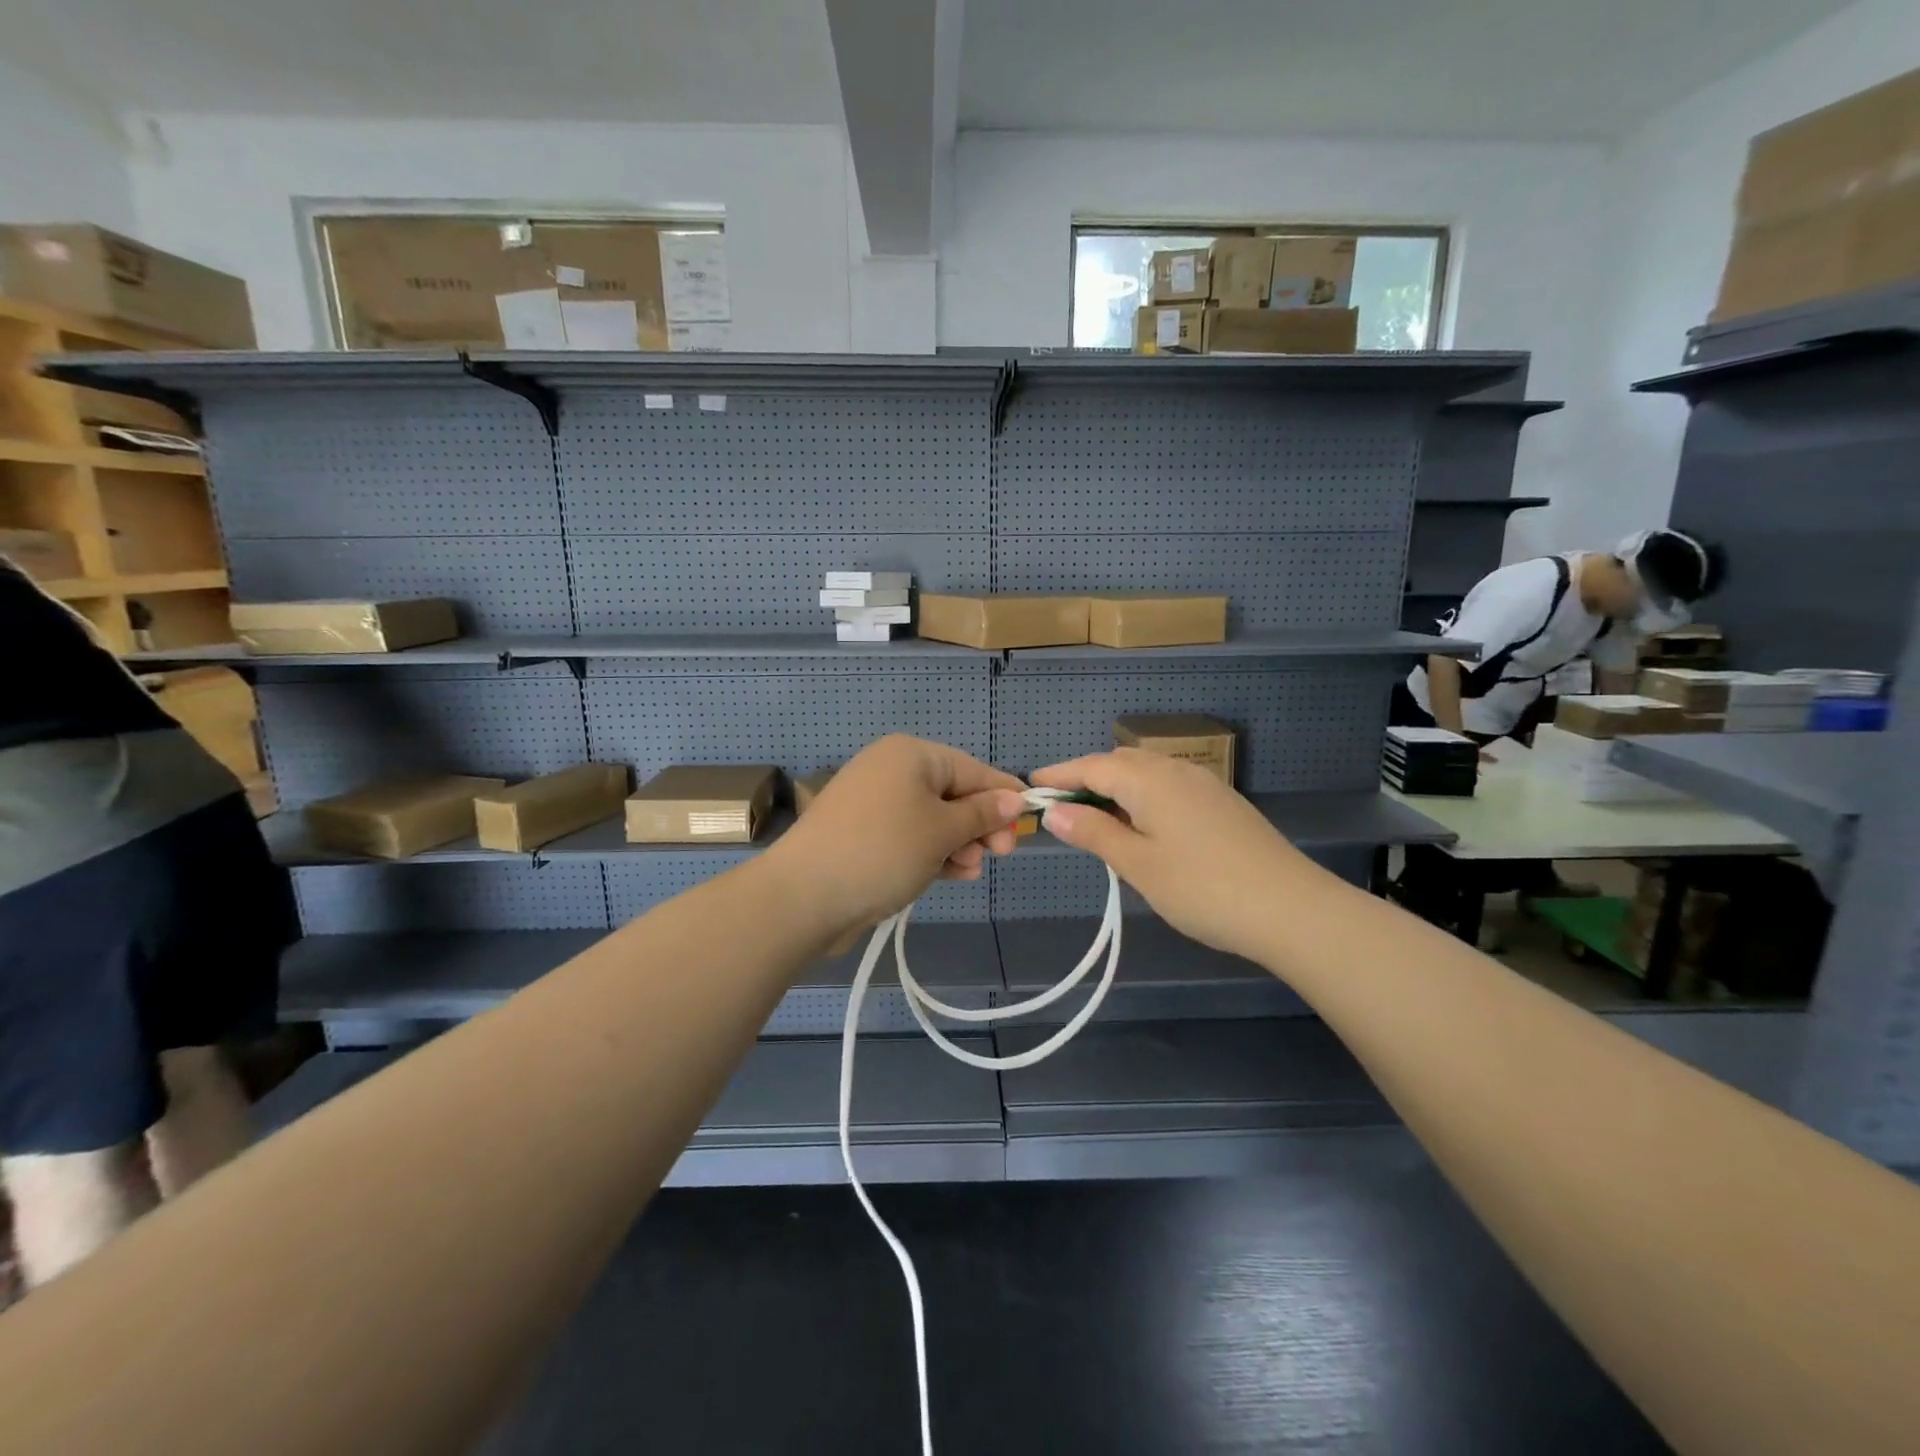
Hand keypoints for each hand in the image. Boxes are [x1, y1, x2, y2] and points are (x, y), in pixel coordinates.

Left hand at [763, 735, 1026, 944]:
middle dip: (979, 825)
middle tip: (1001, 855)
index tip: (1030, 823)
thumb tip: (1016, 797)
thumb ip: (982, 813)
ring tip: (970, 871)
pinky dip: (933, 853)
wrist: (803, 896)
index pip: (972, 769)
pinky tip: (953, 874)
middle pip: (953, 793)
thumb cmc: (883, 851)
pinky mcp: (864, 835)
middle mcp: (891, 770)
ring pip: (933, 819)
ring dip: (958, 844)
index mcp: (911, 754)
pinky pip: (911, 837)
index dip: (1003, 796)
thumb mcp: (942, 831)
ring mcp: (874, 804)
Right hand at [1030, 748, 1308, 962]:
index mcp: (1148, 780)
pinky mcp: (1221, 803)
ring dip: (1115, 789)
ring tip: (1096, 822)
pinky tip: (1142, 828)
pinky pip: (1168, 787)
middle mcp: (1175, 770)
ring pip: (1146, 774)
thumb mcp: (1137, 864)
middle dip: (1086, 779)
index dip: (1058, 774)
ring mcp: (1204, 784)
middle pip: (1119, 763)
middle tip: (1061, 809)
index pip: (1091, 766)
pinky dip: (1142, 798)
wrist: (1292, 909)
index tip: (1029, 786)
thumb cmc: (1202, 888)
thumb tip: (1053, 810)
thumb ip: (1093, 832)